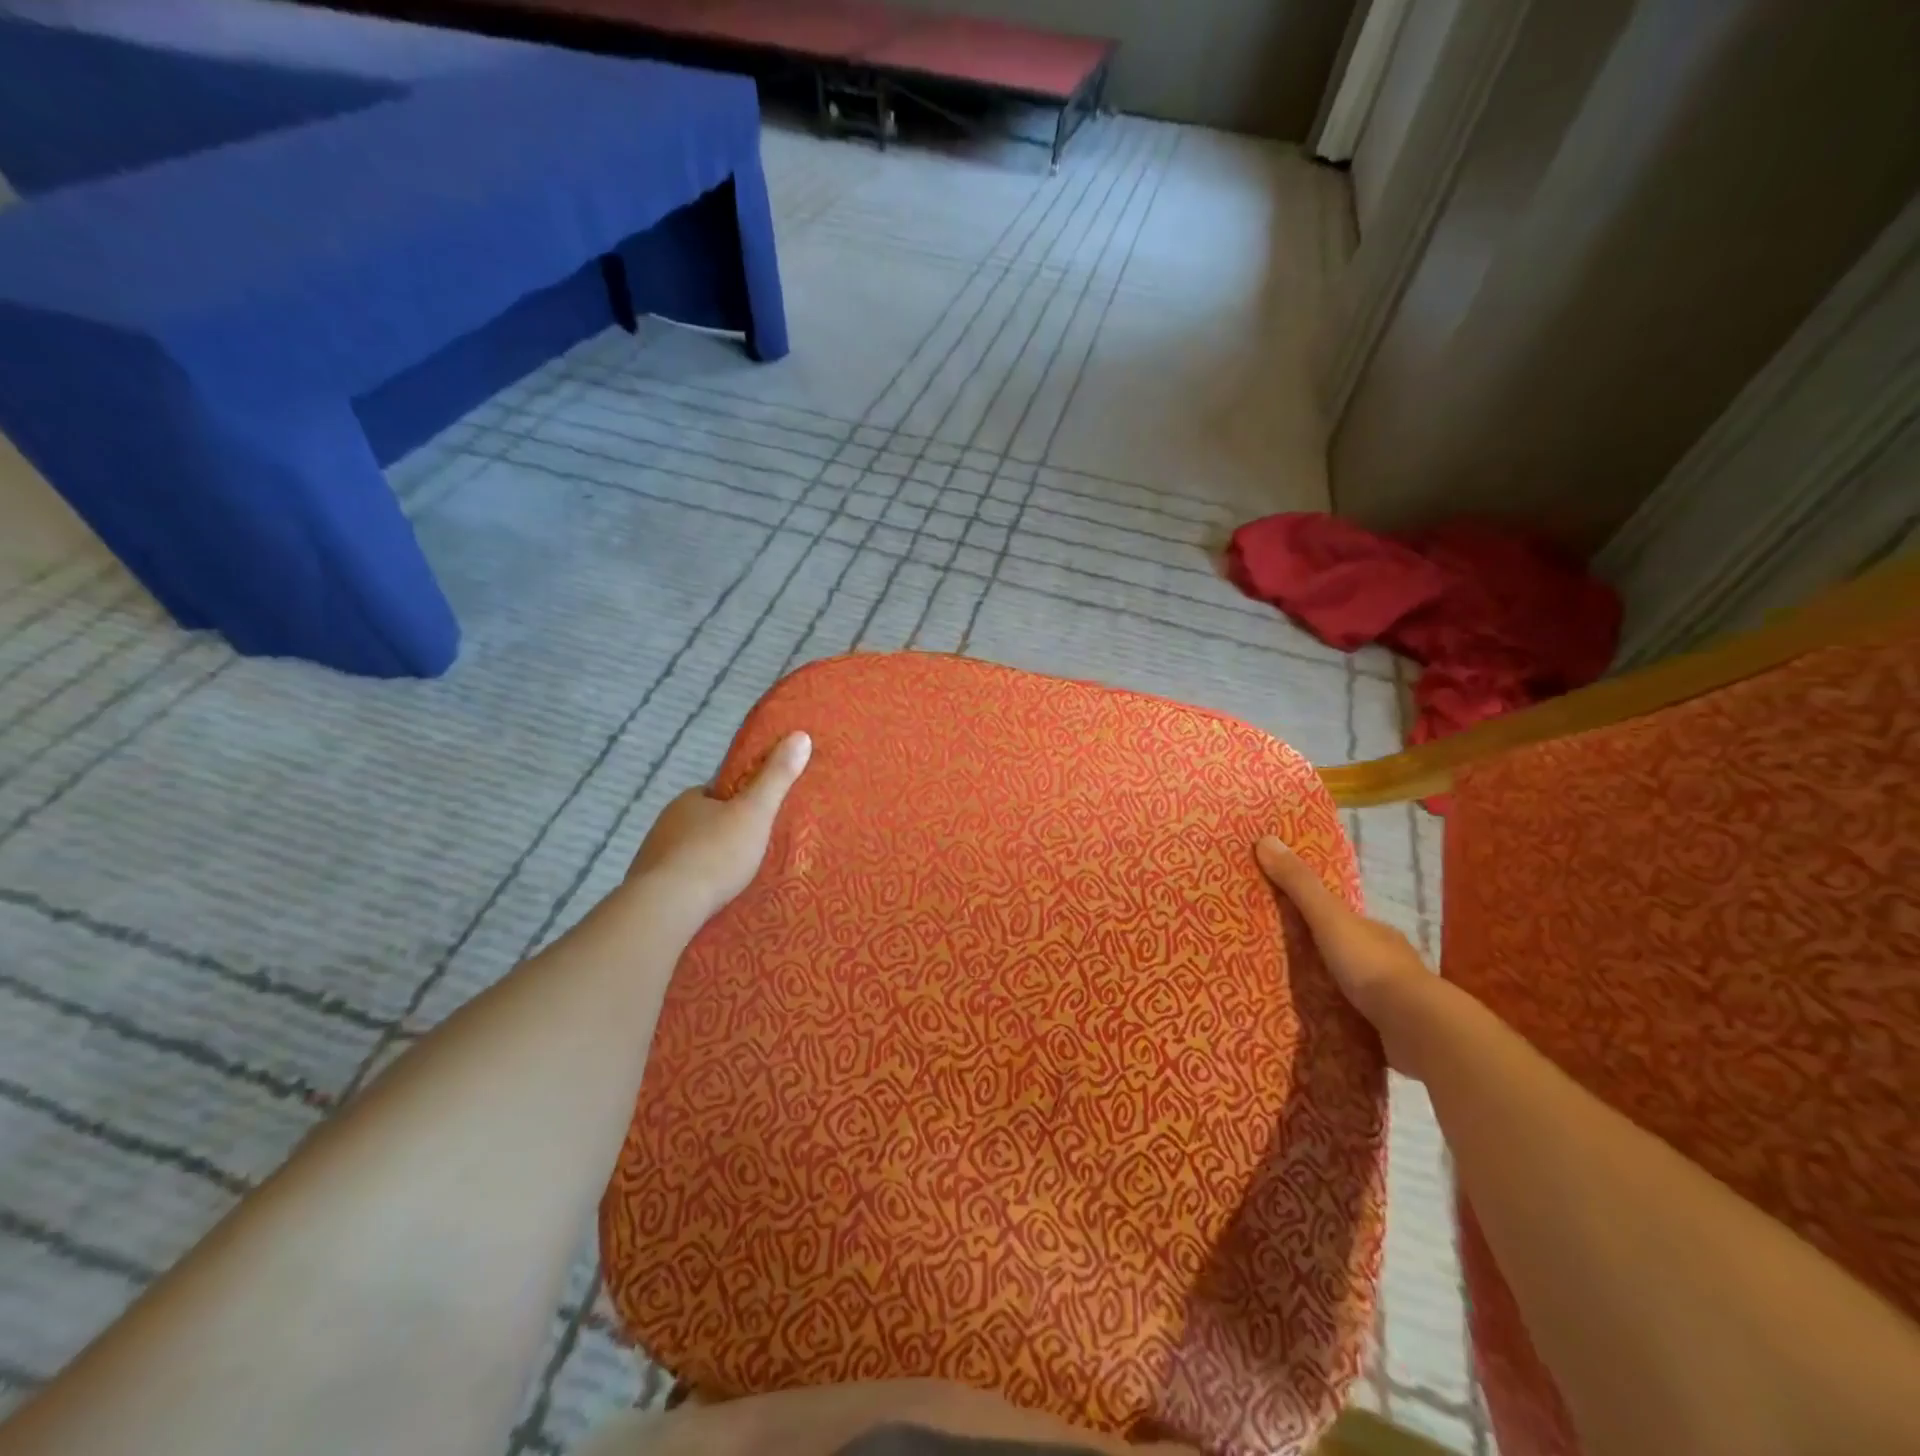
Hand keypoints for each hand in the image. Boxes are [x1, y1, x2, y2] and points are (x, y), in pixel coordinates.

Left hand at [628, 732, 811, 924]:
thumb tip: (800, 734)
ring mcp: (652, 857)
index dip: (738, 802)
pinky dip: (692, 887)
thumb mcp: (755, 812)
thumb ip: (777, 777)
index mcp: (689, 800)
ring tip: (735, 881)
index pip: (717, 793)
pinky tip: (709, 901)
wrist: (666, 907)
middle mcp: (665, 823)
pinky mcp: (647, 889)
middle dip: (723, 834)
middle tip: (752, 852)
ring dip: (707, 863)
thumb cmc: (715, 853)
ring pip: (688, 853)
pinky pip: (677, 881)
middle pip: (702, 823)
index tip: (758, 817)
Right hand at [1256, 834, 1435, 1074]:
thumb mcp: (1328, 917)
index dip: (1317, 915)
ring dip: (1332, 989)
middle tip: (1282, 962)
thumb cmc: (1370, 964)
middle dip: (1322, 955)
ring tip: (1295, 997)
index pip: (1343, 917)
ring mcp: (1394, 999)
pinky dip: (1343, 1020)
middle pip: (1348, 951)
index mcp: (1375, 931)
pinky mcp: (1393, 1032)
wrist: (1418, 1027)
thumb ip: (1299, 884)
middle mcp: (1389, 960)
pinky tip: (1321, 1026)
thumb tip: (1265, 839)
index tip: (1287, 921)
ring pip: (1356, 987)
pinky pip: (1360, 1020)